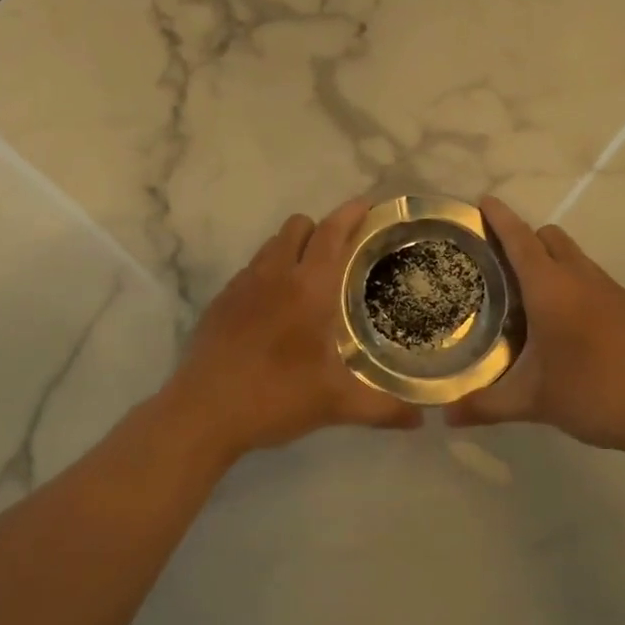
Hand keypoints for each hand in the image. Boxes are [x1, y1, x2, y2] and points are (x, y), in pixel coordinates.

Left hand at [157, 199, 423, 461]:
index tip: (367, 205)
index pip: (332, 233)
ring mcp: (242, 285)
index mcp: (308, 288)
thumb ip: (383, 408)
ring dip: (293, 248)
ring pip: (271, 245)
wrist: (203, 412)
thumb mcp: (335, 405)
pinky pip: (251, 270)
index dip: (350, 214)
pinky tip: (274, 310)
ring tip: (309, 279)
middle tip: (343, 253)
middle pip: (298, 226)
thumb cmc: (275, 397)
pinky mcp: (220, 301)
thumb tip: (421, 419)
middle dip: (322, 229)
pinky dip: (268, 274)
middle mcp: (274, 274)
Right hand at [446, 195, 624, 457]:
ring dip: (547, 260)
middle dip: (522, 238)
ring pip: (572, 255)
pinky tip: (561, 321)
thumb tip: (443, 417)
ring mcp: (609, 290)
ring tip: (523, 293)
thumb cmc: (594, 394)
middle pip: (548, 237)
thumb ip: (485, 406)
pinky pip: (589, 277)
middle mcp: (580, 278)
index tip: (481, 201)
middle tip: (494, 264)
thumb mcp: (533, 402)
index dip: (499, 218)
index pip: (519, 239)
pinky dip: (569, 281)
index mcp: (551, 289)